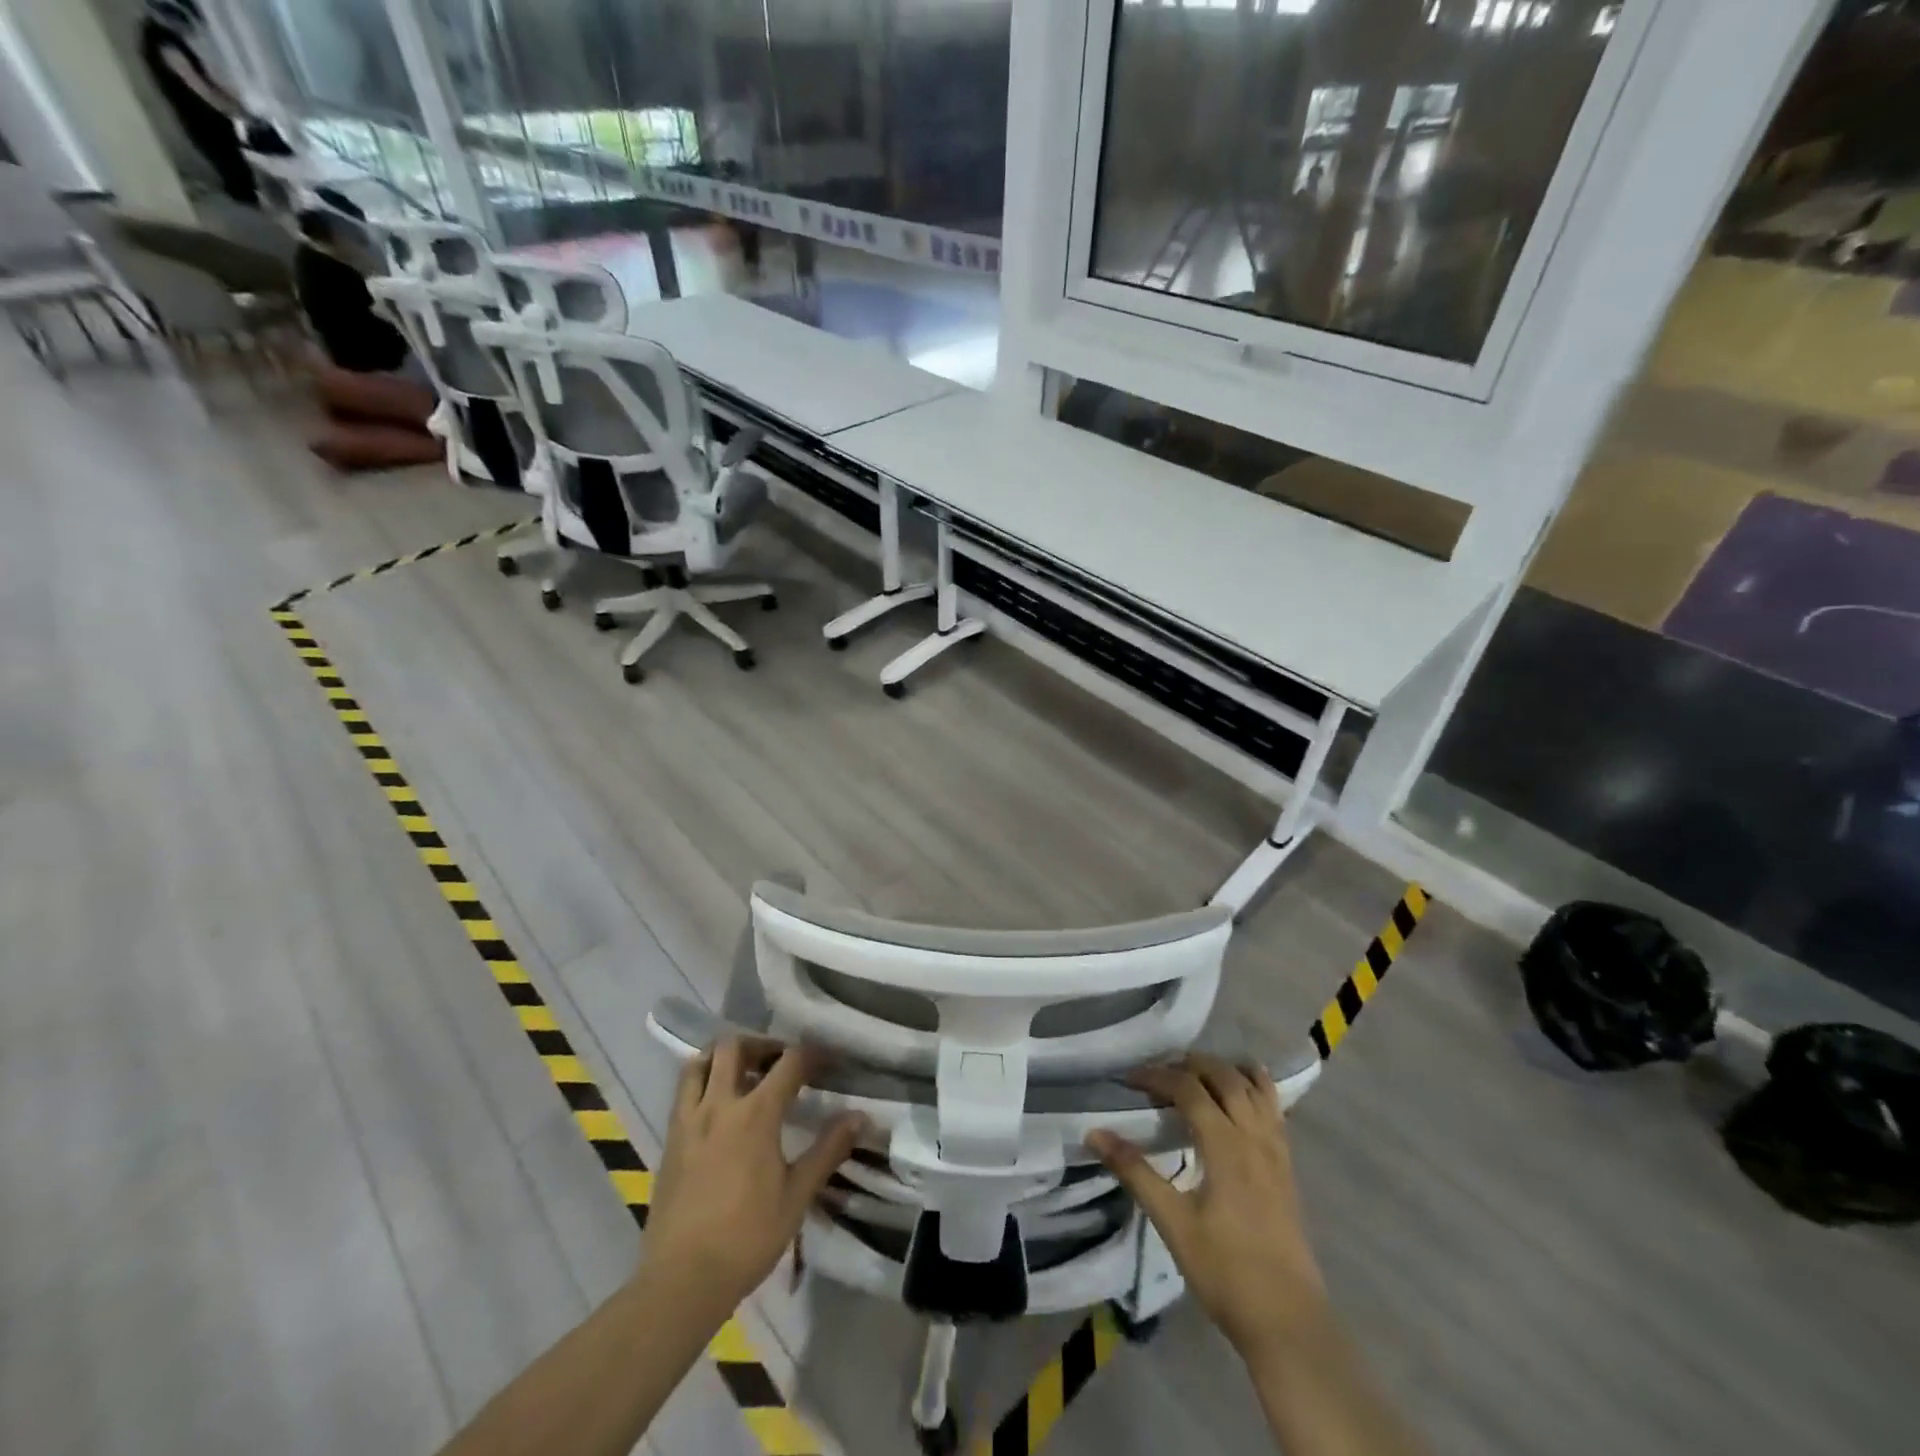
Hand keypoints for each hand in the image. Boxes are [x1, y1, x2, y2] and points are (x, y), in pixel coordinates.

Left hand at [641, 1037, 864, 1318]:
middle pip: (735, 1047)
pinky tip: (718, 1107)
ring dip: (723, 1057)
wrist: (681, 1281)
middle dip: (762, 1045)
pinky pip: (684, 1092)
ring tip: (743, 1073)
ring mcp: (689, 1121)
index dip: (812, 1054)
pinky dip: (702, 1082)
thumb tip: (859, 1116)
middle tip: (780, 1062)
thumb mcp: (797, 1196)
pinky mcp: (670, 1140)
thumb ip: (828, 1150)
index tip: (827, 1059)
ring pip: (699, 1063)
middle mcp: (719, 1105)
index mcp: (756, 1114)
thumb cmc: (747, 1238)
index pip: (789, 1062)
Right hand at [1088, 1054, 1326, 1358]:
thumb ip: (1135, 1172)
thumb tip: (1095, 1133)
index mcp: (1225, 1146)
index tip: (1129, 1079)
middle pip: (1225, 1078)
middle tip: (1160, 1071)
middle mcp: (1254, 1137)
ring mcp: (1276, 1152)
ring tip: (1198, 1071)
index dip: (1157, 1076)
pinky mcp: (1287, 1168)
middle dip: (1190, 1064)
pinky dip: (1258, 1088)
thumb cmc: (1226, 1271)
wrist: (1288, 1321)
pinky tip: (1247, 1089)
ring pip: (1255, 1089)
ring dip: (1225, 1070)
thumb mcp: (1172, 1223)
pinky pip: (1275, 1111)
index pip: (1189, 1089)